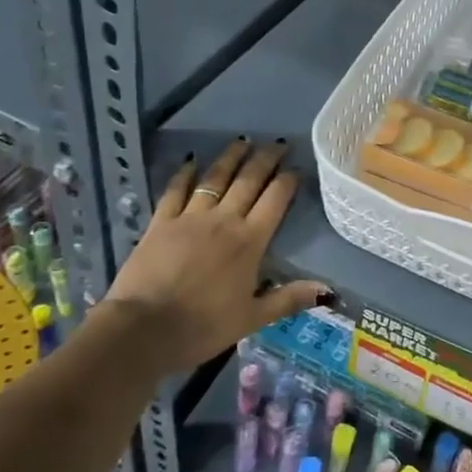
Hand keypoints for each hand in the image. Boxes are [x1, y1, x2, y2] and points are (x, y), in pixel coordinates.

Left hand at [103, 140, 327, 369]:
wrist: (143, 329)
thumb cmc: (203, 327)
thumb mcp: (252, 319)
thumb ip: (288, 299)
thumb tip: (328, 291)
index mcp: (250, 241)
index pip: (275, 201)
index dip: (287, 181)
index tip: (296, 168)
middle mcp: (224, 220)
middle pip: (249, 181)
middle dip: (265, 160)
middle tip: (276, 144)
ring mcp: (190, 217)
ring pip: (215, 178)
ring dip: (231, 158)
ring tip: (242, 141)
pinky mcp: (161, 222)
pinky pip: (175, 190)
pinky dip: (184, 173)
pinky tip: (191, 161)